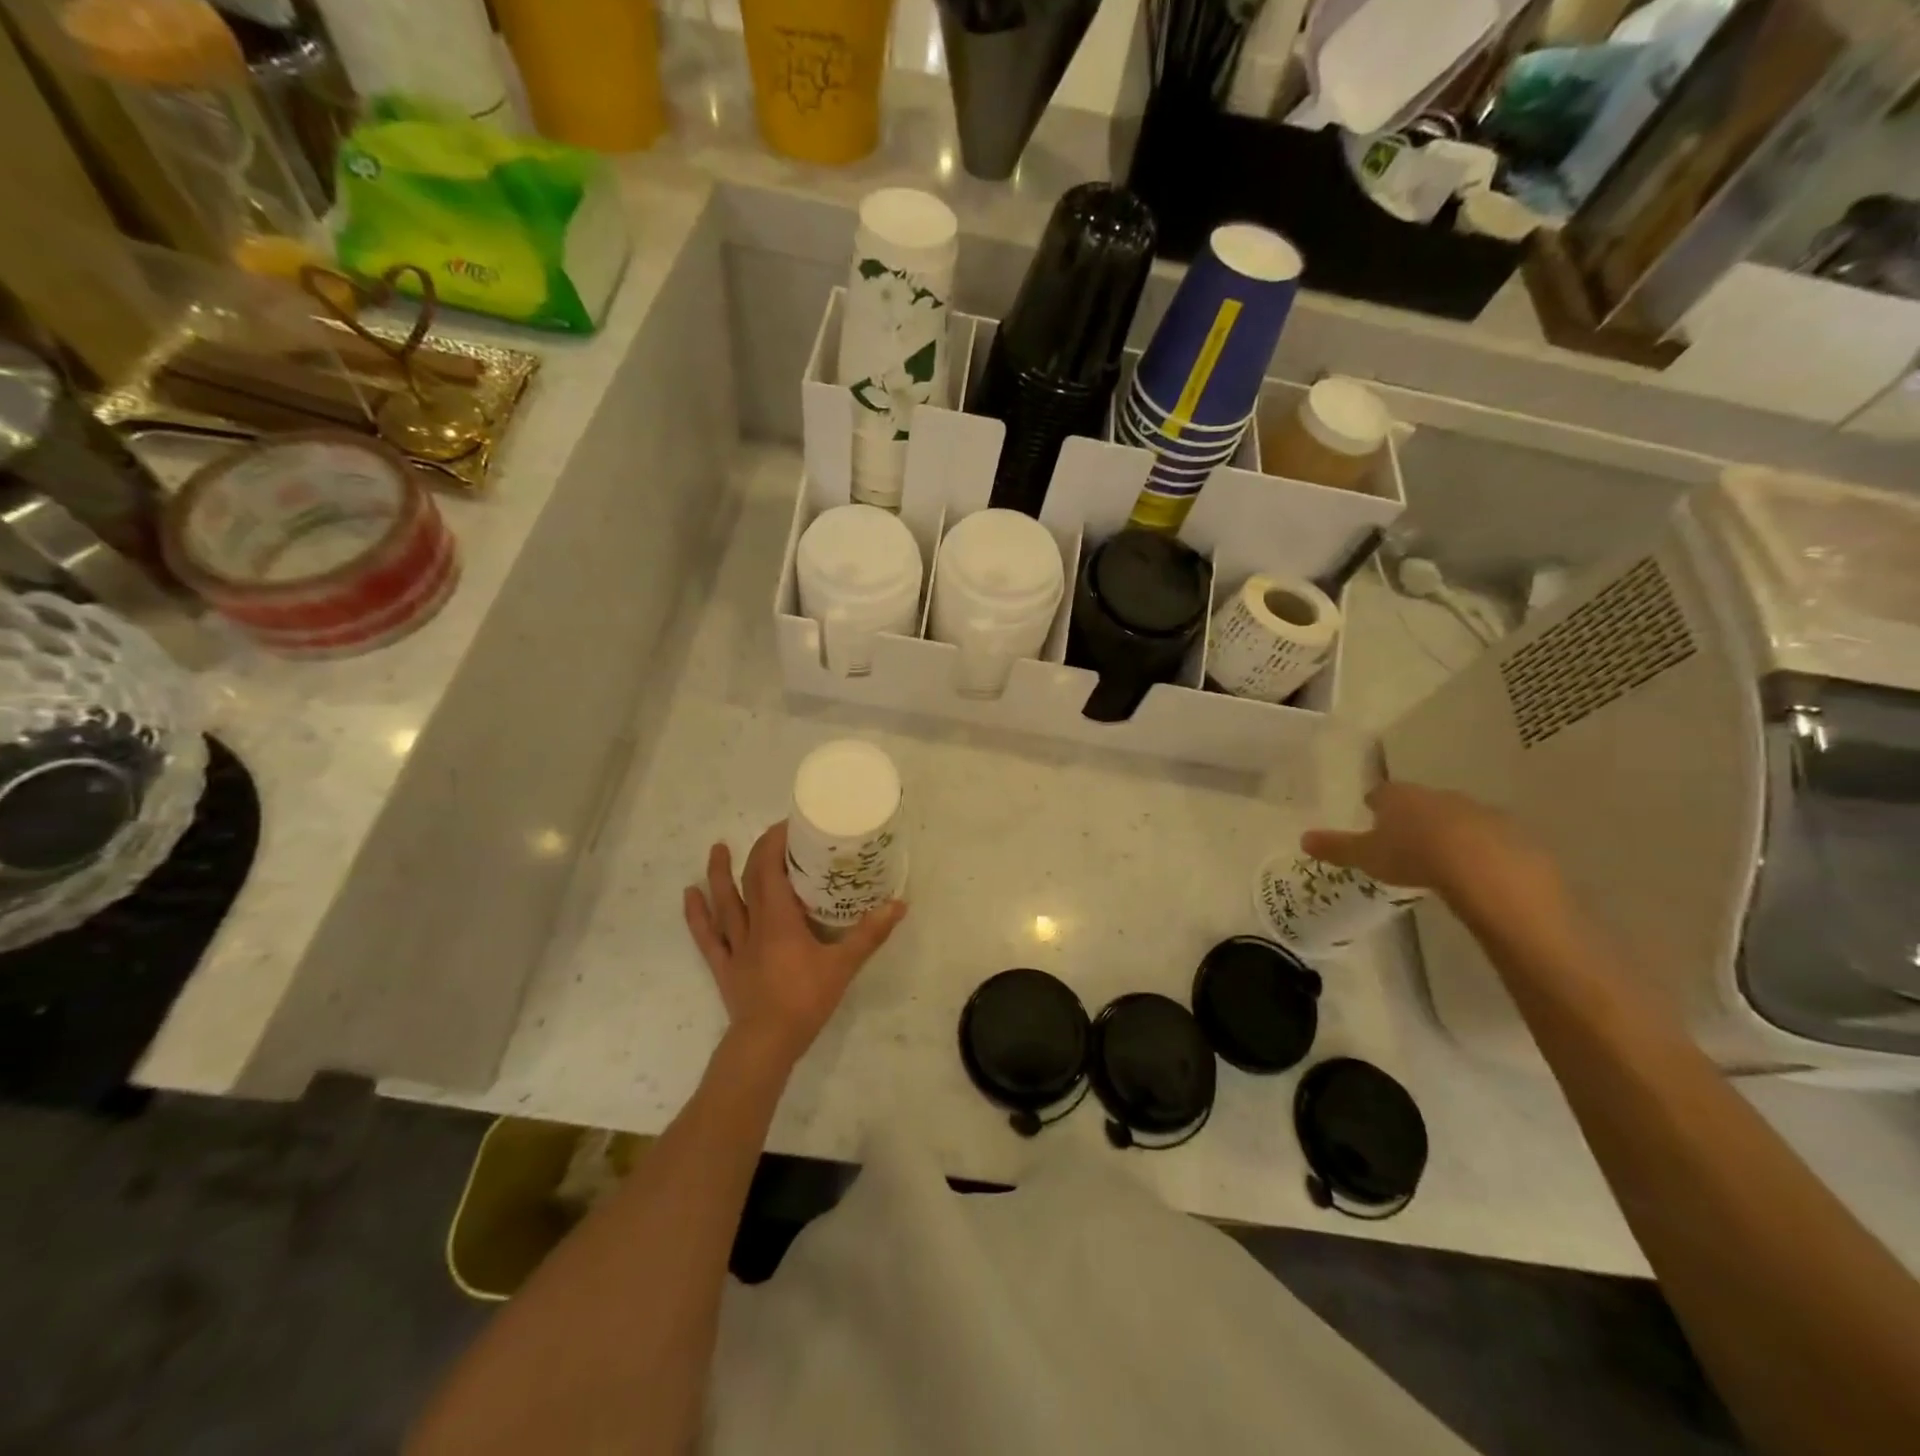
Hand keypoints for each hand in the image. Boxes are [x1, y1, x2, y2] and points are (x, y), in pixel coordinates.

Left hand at [684, 821, 905, 1065]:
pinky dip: (696, 914)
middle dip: (760, 852)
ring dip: (719, 874)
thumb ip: (869, 934)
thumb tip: (899, 904)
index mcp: (779, 919)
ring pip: (723, 903)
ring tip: (718, 847)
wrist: (766, 1044)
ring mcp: (734, 946)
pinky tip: (690, 895)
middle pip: (750, 880)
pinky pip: (706, 936)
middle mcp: (753, 924)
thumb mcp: (843, 966)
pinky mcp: (723, 966)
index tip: (790, 825)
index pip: (771, 870)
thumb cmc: (805, 1001)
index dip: (776, 844)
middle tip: (774, 835)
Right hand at [1300, 782, 1557, 908]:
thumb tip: (1303, 838)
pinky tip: (1474, 870)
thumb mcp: (1367, 856)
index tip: (1371, 811)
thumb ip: (1336, 847)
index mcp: (1399, 798)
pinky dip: (1478, 849)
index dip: (1375, 803)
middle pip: (1419, 802)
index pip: (1381, 793)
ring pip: (1454, 817)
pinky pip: (1488, 838)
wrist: (1486, 868)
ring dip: (1446, 831)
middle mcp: (1436, 796)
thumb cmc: (1414, 855)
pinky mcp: (1509, 832)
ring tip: (1439, 856)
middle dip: (1412, 816)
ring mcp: (1476, 811)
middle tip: (1404, 836)